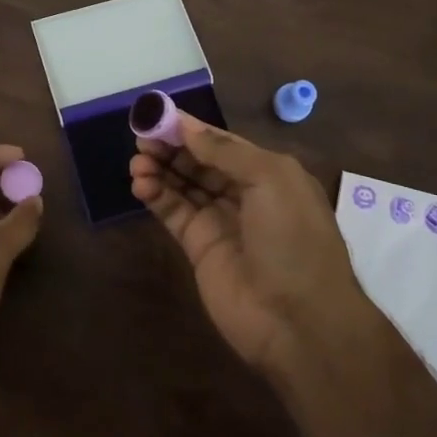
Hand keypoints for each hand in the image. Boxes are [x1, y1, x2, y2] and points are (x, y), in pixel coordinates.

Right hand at [130, 114, 366, 373]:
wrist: (299, 321)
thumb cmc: (293, 238)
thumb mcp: (270, 179)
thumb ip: (224, 151)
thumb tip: (187, 126)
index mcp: (269, 173)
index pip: (222, 143)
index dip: (190, 129)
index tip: (158, 115)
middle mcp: (244, 194)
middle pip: (199, 162)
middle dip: (171, 148)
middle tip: (141, 139)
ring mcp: (221, 222)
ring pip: (183, 186)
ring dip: (160, 170)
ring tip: (137, 162)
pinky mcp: (199, 248)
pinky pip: (174, 213)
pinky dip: (156, 196)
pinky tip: (140, 184)